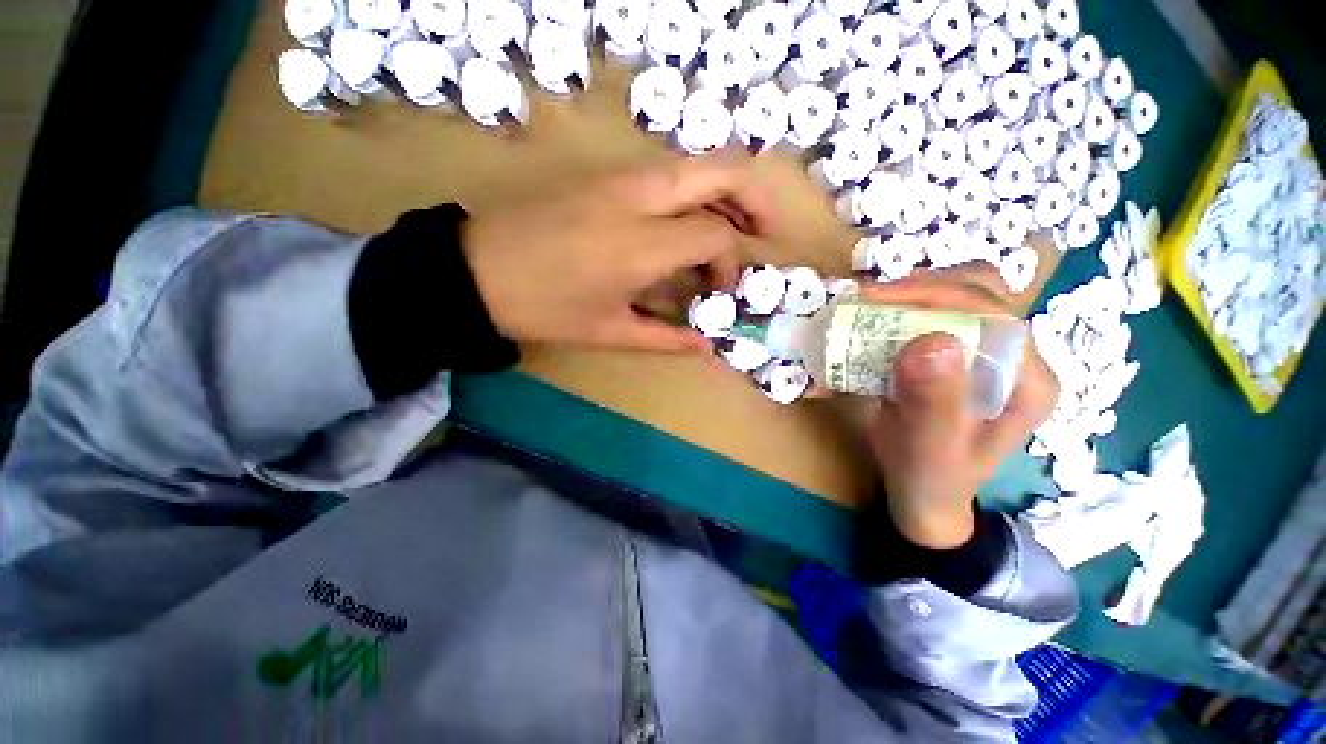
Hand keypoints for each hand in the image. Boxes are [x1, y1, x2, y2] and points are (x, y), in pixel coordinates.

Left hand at [462, 156, 775, 351]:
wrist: (474, 270)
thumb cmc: (543, 309)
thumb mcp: (608, 331)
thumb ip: (665, 337)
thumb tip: (707, 346)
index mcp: (641, 244)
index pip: (714, 236)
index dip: (729, 265)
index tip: (720, 293)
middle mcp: (639, 198)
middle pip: (721, 172)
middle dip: (755, 200)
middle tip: (765, 233)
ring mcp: (619, 178)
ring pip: (695, 164)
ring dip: (726, 193)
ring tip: (734, 229)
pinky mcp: (604, 175)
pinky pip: (667, 173)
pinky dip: (695, 193)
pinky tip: (690, 222)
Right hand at [862, 264, 1060, 548]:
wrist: (923, 493)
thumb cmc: (929, 476)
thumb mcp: (931, 447)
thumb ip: (935, 401)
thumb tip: (930, 341)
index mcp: (1028, 379)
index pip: (990, 313)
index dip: (934, 296)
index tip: (874, 300)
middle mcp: (1016, 358)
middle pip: (977, 294)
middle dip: (920, 289)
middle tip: (869, 301)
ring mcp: (987, 354)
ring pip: (955, 299)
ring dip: (910, 296)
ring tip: (868, 307)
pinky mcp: (958, 356)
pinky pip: (934, 317)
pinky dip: (902, 311)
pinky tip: (875, 321)